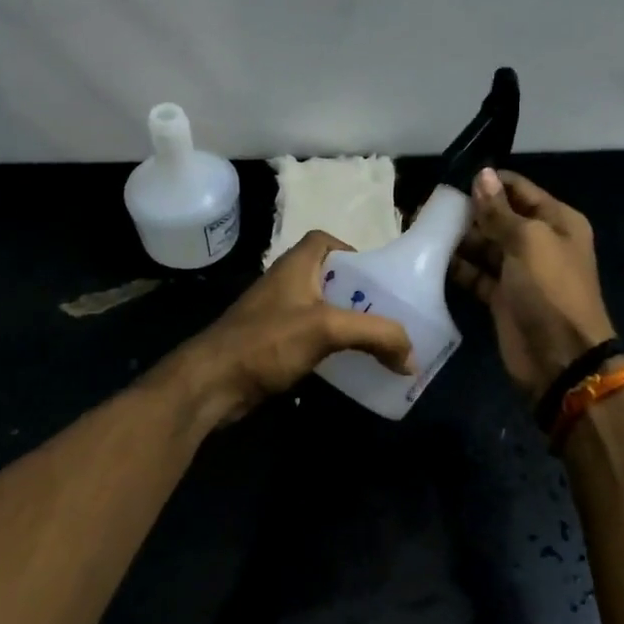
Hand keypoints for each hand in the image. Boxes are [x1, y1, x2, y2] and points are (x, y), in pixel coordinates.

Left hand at [164, 230, 413, 432]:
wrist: (212, 383)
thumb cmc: (267, 341)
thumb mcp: (327, 329)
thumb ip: (375, 334)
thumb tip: (412, 356)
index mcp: (295, 265)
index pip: (324, 240)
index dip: (351, 251)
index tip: (376, 278)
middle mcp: (285, 284)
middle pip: (327, 277)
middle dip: (356, 293)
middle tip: (385, 313)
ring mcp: (275, 315)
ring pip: (318, 309)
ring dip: (344, 321)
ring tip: (374, 340)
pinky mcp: (270, 344)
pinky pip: (308, 336)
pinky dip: (328, 345)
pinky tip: (345, 364)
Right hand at [450, 168, 616, 402]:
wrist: (560, 358)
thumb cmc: (550, 289)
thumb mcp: (528, 241)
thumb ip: (499, 210)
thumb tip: (481, 174)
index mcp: (556, 220)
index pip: (518, 189)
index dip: (488, 183)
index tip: (451, 180)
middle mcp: (539, 241)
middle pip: (498, 216)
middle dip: (468, 211)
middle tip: (428, 205)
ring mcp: (519, 270)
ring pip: (484, 245)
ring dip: (458, 238)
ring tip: (422, 228)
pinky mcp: (501, 296)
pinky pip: (476, 273)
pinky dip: (457, 267)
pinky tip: (430, 257)